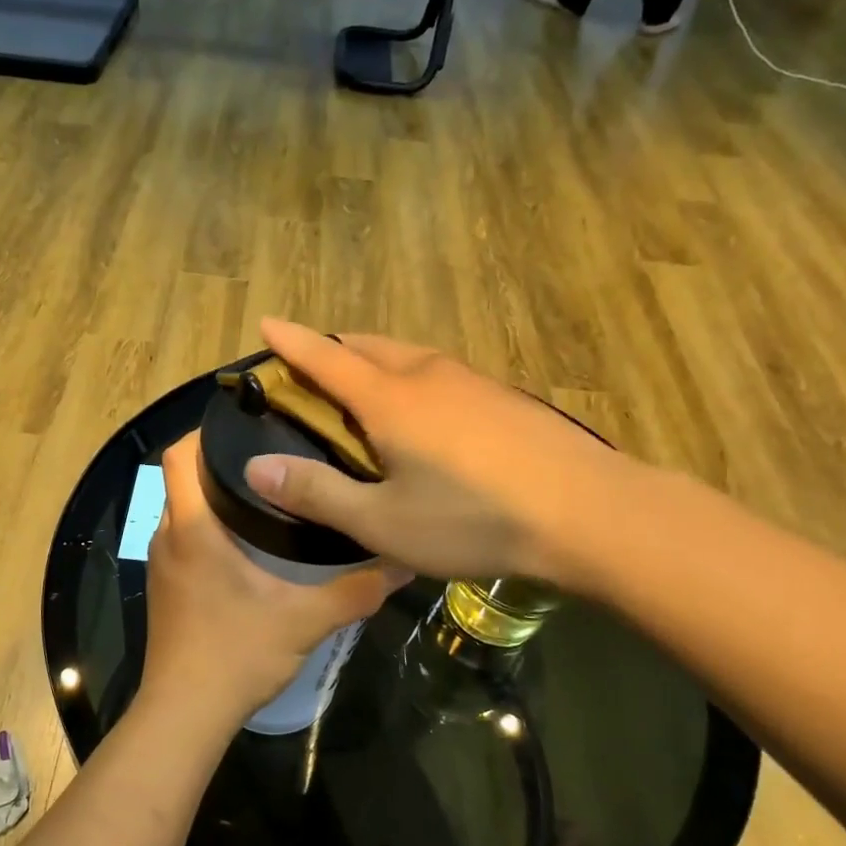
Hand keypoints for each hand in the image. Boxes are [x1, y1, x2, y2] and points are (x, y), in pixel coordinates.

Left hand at [141, 432, 408, 735]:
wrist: (184, 715)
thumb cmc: (235, 655)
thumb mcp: (305, 621)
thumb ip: (356, 589)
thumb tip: (403, 562)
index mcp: (193, 528)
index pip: (178, 455)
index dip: (204, 430)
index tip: (247, 422)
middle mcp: (169, 536)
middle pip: (183, 477)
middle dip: (221, 461)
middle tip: (275, 453)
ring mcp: (162, 563)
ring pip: (183, 508)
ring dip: (215, 495)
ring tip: (270, 490)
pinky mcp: (166, 587)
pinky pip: (184, 537)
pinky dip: (209, 526)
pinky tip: (250, 542)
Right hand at [240, 319, 637, 591]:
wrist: (590, 513)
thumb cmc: (474, 519)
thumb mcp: (383, 522)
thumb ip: (317, 493)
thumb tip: (256, 467)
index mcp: (390, 399)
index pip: (326, 357)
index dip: (292, 341)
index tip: (267, 323)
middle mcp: (428, 376)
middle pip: (369, 347)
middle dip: (334, 350)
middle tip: (312, 370)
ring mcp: (473, 383)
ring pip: (409, 357)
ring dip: (376, 363)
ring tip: (364, 390)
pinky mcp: (505, 399)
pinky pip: (441, 376)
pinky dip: (413, 381)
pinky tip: (426, 417)